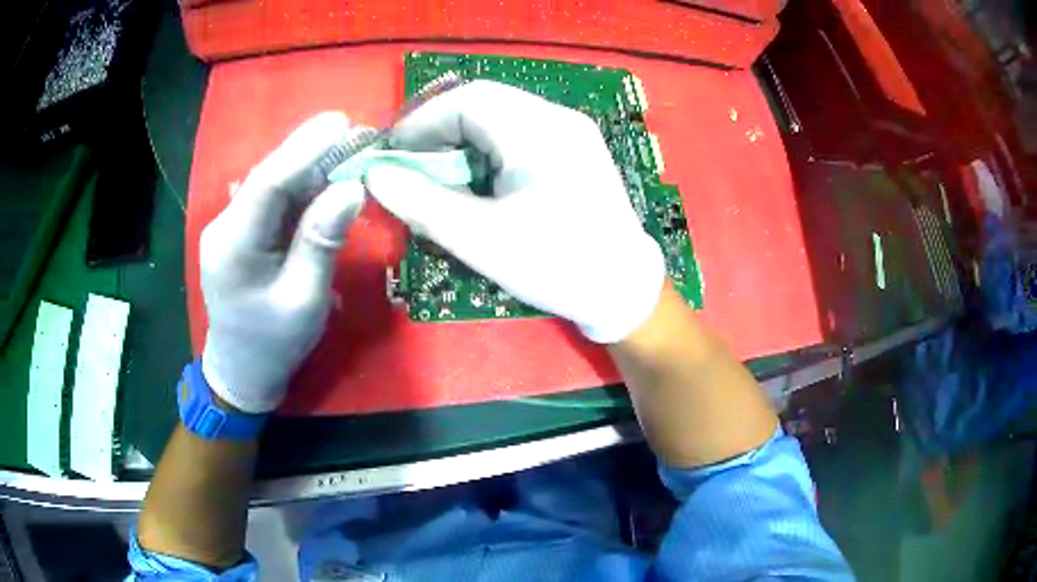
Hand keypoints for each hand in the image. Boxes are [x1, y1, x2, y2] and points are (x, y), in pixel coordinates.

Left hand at [199, 113, 366, 412]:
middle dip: (313, 151)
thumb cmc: (273, 345)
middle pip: (270, 177)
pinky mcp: (239, 230)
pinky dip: (303, 188)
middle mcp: (224, 226)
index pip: (268, 184)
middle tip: (359, 134)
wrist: (242, 371)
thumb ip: (322, 242)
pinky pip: (273, 200)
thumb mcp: (304, 300)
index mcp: (232, 246)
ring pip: (273, 185)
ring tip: (352, 151)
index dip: (303, 149)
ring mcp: (229, 226)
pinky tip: (329, 179)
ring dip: (312, 166)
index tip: (342, 122)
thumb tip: (351, 187)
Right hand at [365, 81, 664, 342]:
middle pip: (483, 106)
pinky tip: (475, 186)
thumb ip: (420, 202)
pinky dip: (486, 156)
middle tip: (409, 168)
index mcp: (540, 128)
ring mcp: (570, 134)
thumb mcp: (479, 237)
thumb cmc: (554, 265)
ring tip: (438, 181)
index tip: (390, 155)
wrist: (623, 291)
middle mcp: (558, 118)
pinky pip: (518, 139)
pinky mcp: (573, 153)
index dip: (420, 122)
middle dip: (438, 134)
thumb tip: (375, 175)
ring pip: (499, 122)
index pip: (466, 99)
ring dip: (461, 145)